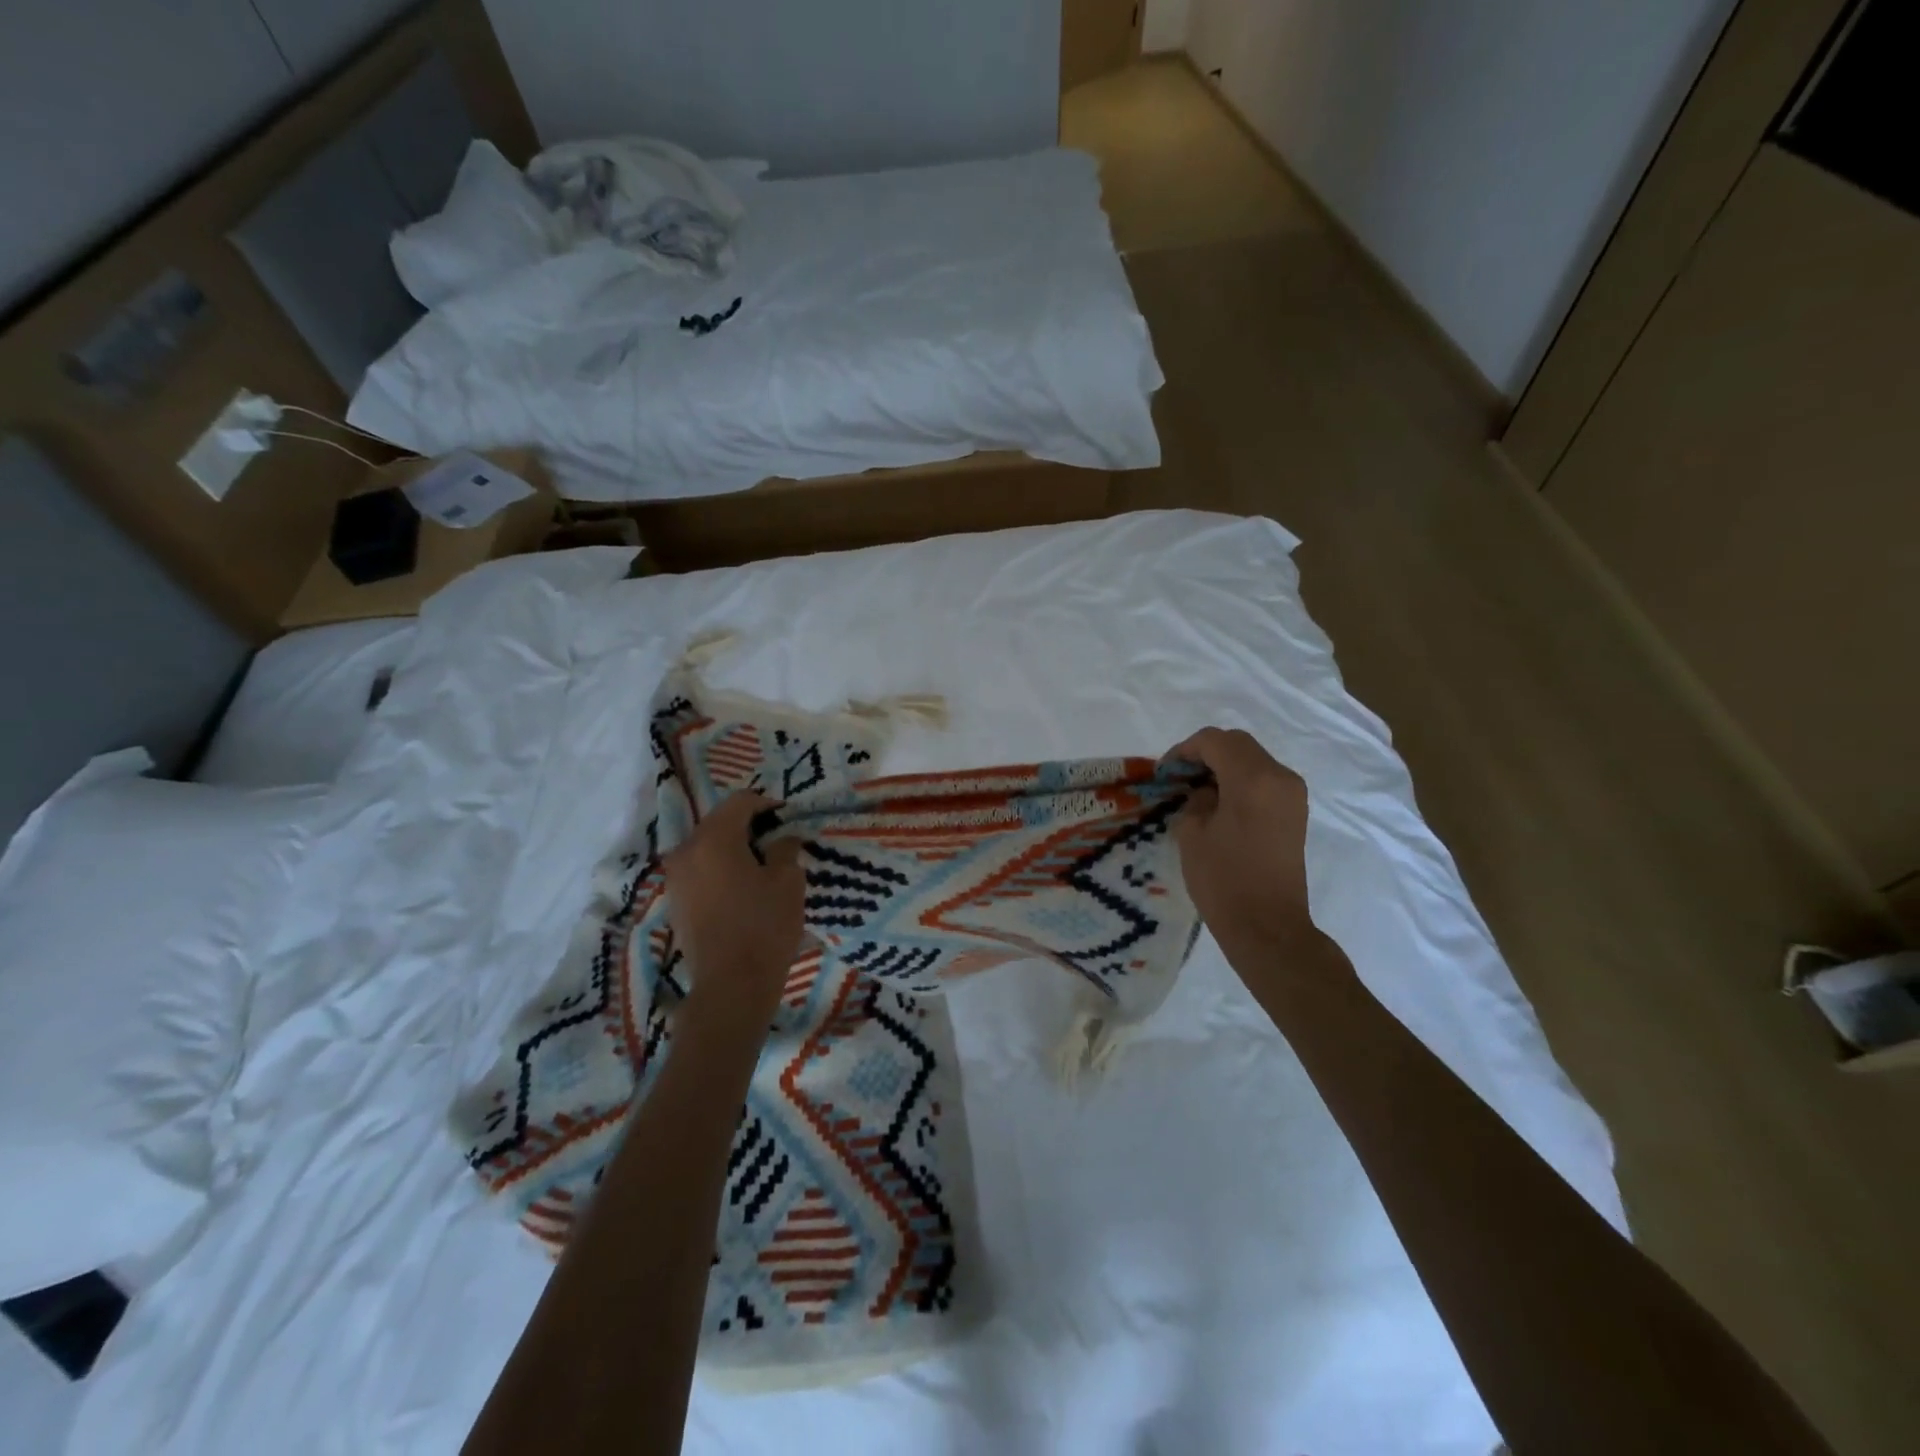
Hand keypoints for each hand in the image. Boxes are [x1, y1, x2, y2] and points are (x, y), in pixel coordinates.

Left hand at [662, 792, 805, 1034]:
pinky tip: (741, 886)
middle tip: (778, 840)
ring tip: (760, 864)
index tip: (788, 818)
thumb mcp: (788, 881)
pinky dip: (719, 867)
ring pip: (707, 845)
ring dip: (732, 847)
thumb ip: (785, 849)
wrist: (731, 986)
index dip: (768, 804)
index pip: (741, 802)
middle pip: (719, 821)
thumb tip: (782, 838)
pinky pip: (699, 869)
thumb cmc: (764, 927)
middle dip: (748, 825)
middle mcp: (687, 850)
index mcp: (714, 838)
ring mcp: (676, 876)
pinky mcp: (675, 900)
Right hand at [1165, 727, 1319, 962]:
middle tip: (1178, 777)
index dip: (1184, 750)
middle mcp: (1280, 777)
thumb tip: (1204, 790)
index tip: (1164, 772)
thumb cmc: (1223, 880)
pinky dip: (1239, 781)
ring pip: (1253, 760)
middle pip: (1238, 744)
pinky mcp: (1295, 812)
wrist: (1268, 927)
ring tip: (1196, 791)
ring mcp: (1292, 794)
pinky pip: (1264, 779)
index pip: (1214, 741)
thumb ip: (1195, 799)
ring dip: (1223, 766)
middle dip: (1205, 753)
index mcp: (1253, 779)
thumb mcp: (1192, 833)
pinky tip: (1219, 804)